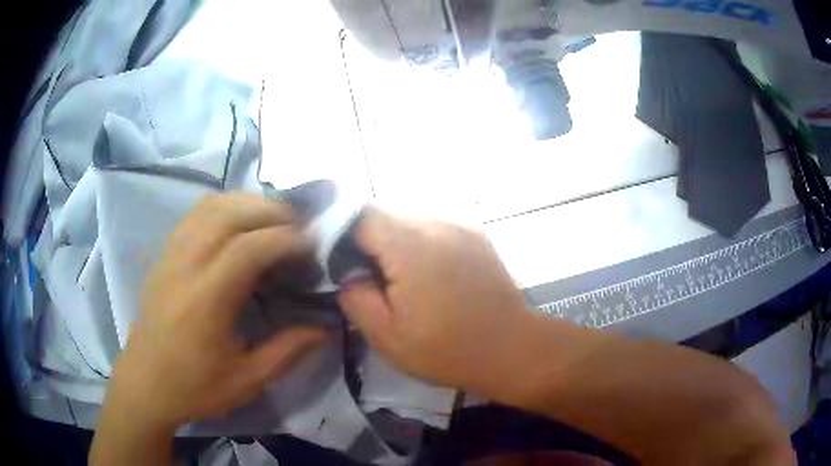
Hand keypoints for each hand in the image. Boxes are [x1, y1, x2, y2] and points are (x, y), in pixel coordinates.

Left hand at [106, 194, 326, 428]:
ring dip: (247, 204)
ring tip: (273, 221)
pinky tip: (238, 225)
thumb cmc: (194, 388)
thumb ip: (287, 352)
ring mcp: (171, 255)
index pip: (248, 248)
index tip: (313, 246)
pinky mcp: (164, 255)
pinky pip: (195, 215)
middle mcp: (185, 266)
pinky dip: (223, 208)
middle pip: (229, 213)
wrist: (144, 384)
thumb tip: (324, 328)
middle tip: (299, 228)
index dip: (285, 239)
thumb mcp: (246, 381)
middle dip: (270, 211)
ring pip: (210, 206)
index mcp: (205, 299)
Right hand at [337, 207, 532, 394]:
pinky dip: (422, 247)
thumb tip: (348, 273)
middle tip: (374, 282)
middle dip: (370, 244)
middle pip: (386, 217)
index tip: (342, 266)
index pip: (361, 216)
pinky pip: (435, 230)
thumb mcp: (388, 336)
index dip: (343, 237)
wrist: (512, 349)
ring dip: (397, 246)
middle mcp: (437, 223)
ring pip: (410, 223)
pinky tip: (433, 279)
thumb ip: (356, 298)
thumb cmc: (448, 350)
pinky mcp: (476, 235)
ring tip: (405, 284)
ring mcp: (461, 226)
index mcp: (411, 246)